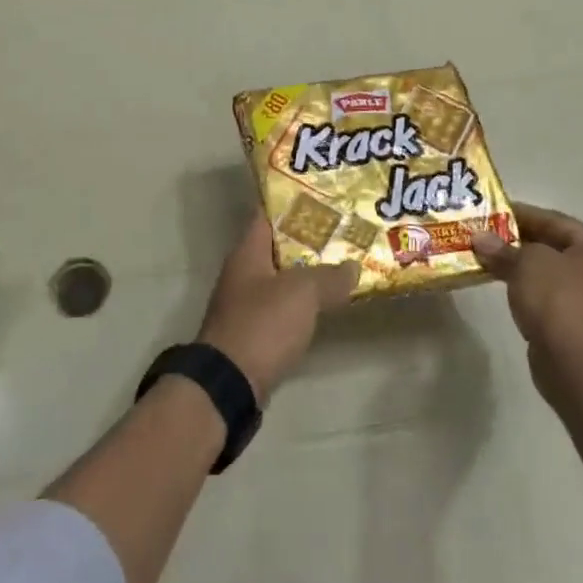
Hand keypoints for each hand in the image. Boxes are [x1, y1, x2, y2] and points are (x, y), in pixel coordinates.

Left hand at [197, 216, 359, 402]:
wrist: (230, 384)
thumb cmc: (262, 325)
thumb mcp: (302, 293)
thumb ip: (329, 277)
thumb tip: (352, 267)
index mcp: (247, 253)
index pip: (267, 215)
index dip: (292, 205)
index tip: (322, 198)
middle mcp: (243, 273)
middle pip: (278, 247)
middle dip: (308, 240)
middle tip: (343, 232)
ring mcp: (246, 304)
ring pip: (281, 279)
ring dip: (307, 273)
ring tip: (342, 265)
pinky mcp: (254, 333)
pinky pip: (282, 308)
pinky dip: (303, 303)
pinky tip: (326, 305)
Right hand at [472, 203, 582, 398]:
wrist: (578, 364)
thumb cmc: (559, 299)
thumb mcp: (526, 263)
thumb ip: (502, 248)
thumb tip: (480, 239)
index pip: (556, 221)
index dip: (521, 214)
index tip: (491, 212)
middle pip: (556, 248)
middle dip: (519, 242)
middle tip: (486, 236)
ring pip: (553, 275)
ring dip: (523, 268)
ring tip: (488, 260)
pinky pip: (553, 299)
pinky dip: (530, 291)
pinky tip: (505, 288)